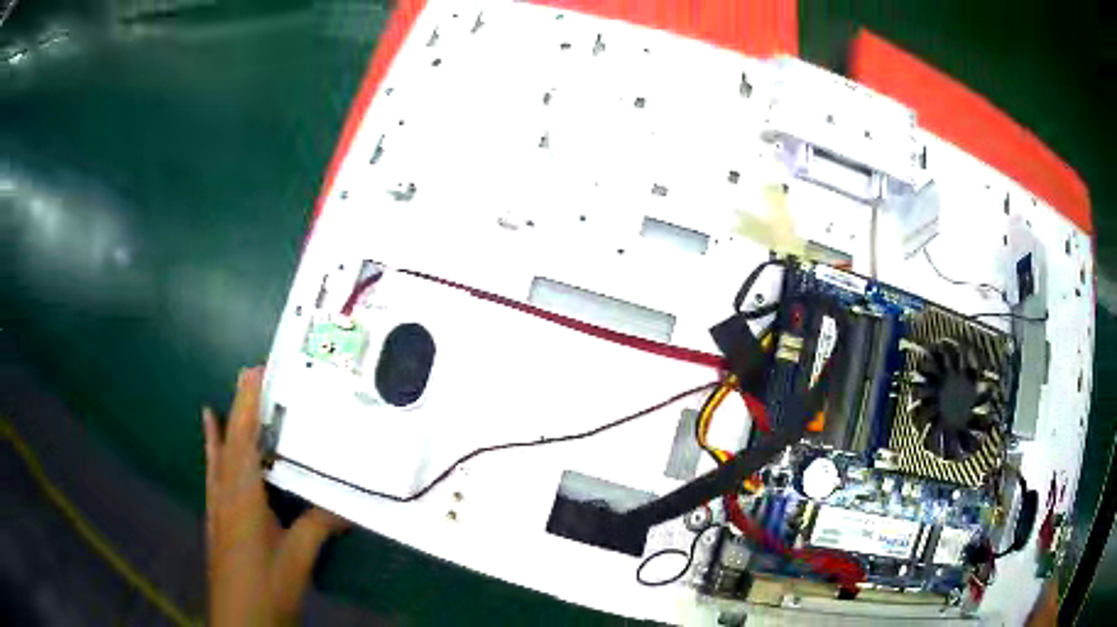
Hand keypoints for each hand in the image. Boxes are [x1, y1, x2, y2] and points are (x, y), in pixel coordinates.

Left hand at [204, 366, 346, 625]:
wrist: (239, 619)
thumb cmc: (266, 587)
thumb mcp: (297, 559)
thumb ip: (316, 527)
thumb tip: (346, 505)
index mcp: (244, 496)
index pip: (246, 440)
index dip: (249, 404)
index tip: (256, 370)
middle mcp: (225, 493)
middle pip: (230, 440)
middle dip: (239, 406)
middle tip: (251, 374)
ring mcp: (217, 506)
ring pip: (218, 456)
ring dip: (223, 427)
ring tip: (223, 400)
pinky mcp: (217, 519)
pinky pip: (214, 474)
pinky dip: (212, 452)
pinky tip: (210, 446)